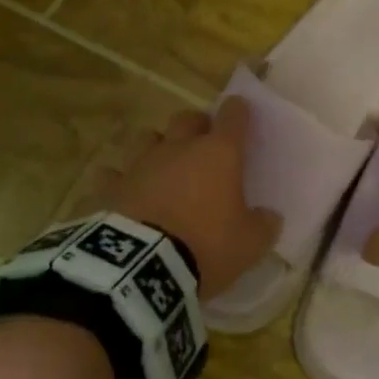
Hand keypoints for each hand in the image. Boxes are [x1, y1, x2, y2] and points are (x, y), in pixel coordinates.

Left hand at [91, 98, 280, 297]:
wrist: (141, 267)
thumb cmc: (205, 246)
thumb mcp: (249, 245)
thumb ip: (263, 226)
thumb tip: (269, 216)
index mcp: (218, 154)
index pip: (233, 117)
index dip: (238, 111)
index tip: (240, 111)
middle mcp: (178, 148)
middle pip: (187, 119)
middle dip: (196, 125)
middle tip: (203, 142)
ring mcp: (139, 164)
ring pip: (146, 138)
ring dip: (157, 147)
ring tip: (162, 166)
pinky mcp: (108, 187)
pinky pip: (112, 174)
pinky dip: (119, 181)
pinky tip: (122, 193)